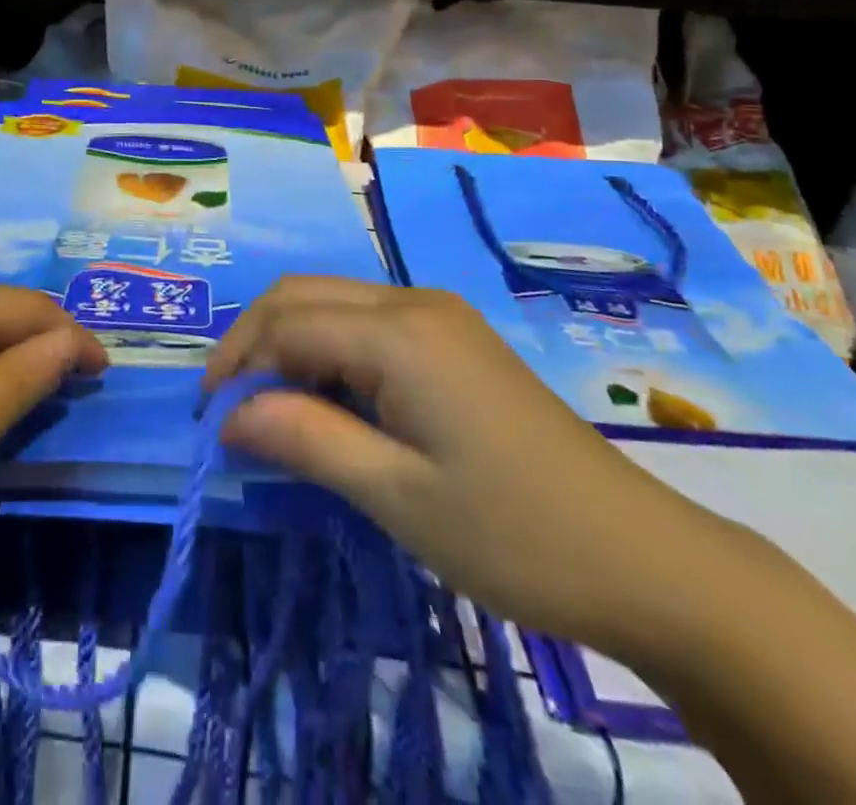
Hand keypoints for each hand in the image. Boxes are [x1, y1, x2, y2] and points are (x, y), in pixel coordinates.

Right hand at [203, 277, 735, 651]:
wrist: (645, 560)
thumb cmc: (515, 535)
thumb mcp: (397, 497)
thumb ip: (306, 440)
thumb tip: (229, 415)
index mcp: (399, 332)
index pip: (285, 322)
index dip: (237, 364)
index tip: (210, 422)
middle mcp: (413, 302)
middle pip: (302, 295)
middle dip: (253, 342)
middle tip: (230, 409)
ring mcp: (438, 315)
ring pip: (331, 303)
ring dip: (288, 346)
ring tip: (273, 412)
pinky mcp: (452, 338)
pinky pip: (365, 324)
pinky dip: (327, 352)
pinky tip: (330, 403)